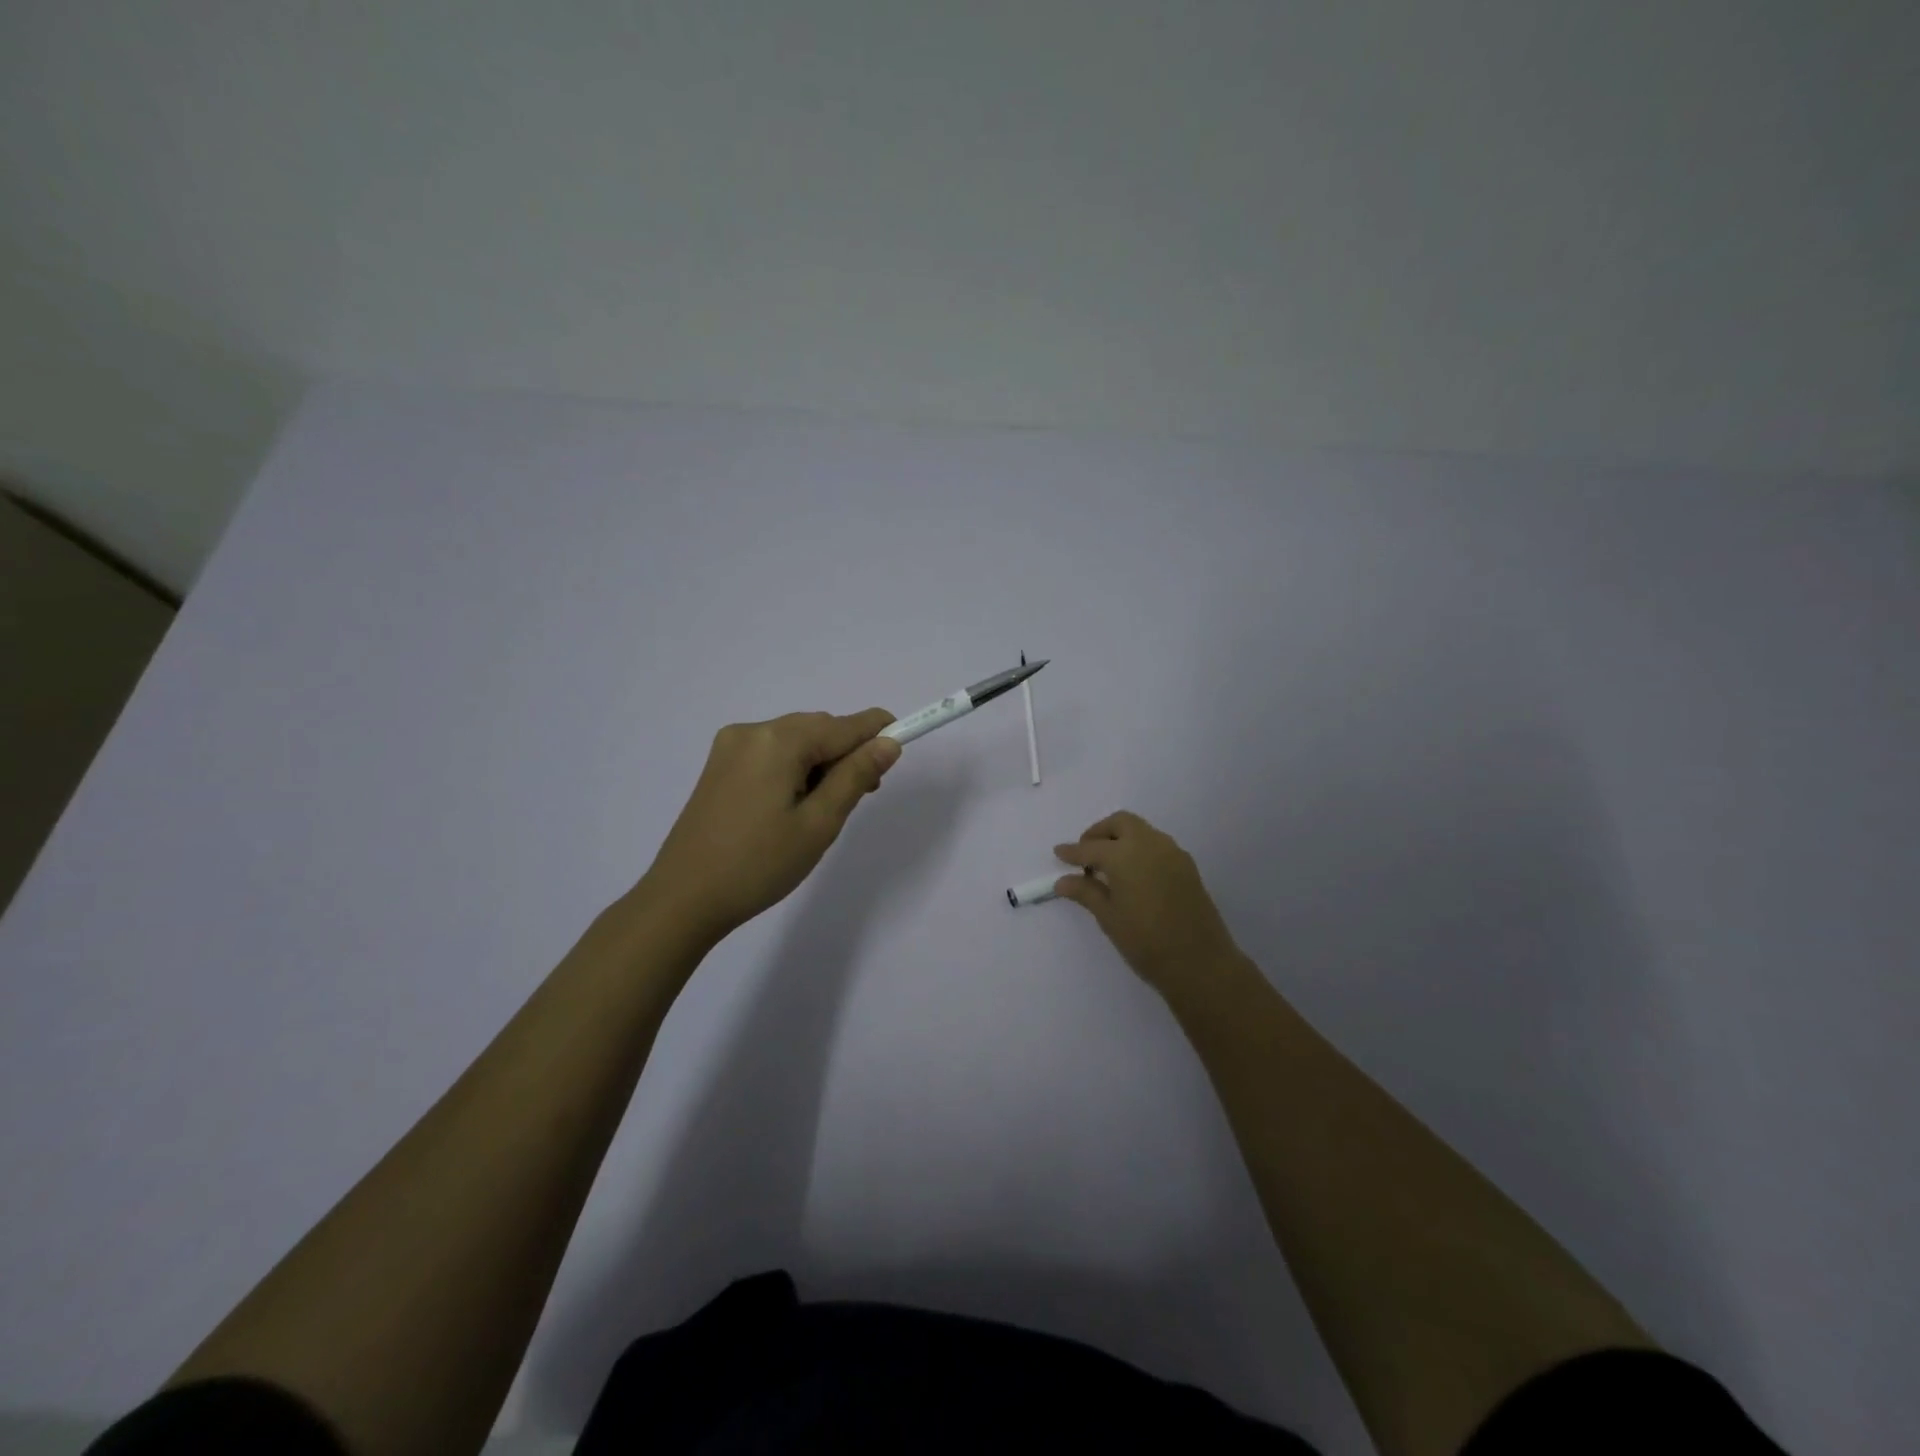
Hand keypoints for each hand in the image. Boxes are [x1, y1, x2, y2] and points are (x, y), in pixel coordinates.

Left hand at [639, 708, 900, 944]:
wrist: (683, 899)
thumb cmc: (759, 864)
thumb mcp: (819, 823)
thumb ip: (856, 776)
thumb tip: (888, 743)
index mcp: (778, 740)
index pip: (843, 725)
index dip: (878, 732)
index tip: (904, 744)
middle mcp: (752, 731)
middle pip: (818, 729)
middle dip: (847, 753)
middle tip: (863, 795)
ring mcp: (730, 747)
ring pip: (795, 741)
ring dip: (820, 763)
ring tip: (827, 807)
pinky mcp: (719, 767)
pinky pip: (771, 753)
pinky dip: (794, 769)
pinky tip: (795, 804)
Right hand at [1053, 811, 1242, 1001]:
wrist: (1201, 963)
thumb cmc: (1146, 941)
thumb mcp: (1109, 917)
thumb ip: (1086, 892)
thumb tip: (1063, 881)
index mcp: (1125, 855)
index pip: (1091, 847)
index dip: (1073, 851)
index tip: (1058, 852)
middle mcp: (1150, 844)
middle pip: (1120, 823)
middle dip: (1100, 833)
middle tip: (1086, 855)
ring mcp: (1173, 853)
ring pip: (1142, 831)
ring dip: (1121, 839)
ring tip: (1108, 867)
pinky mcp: (1187, 866)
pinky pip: (1157, 846)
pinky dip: (1140, 849)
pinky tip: (1133, 875)